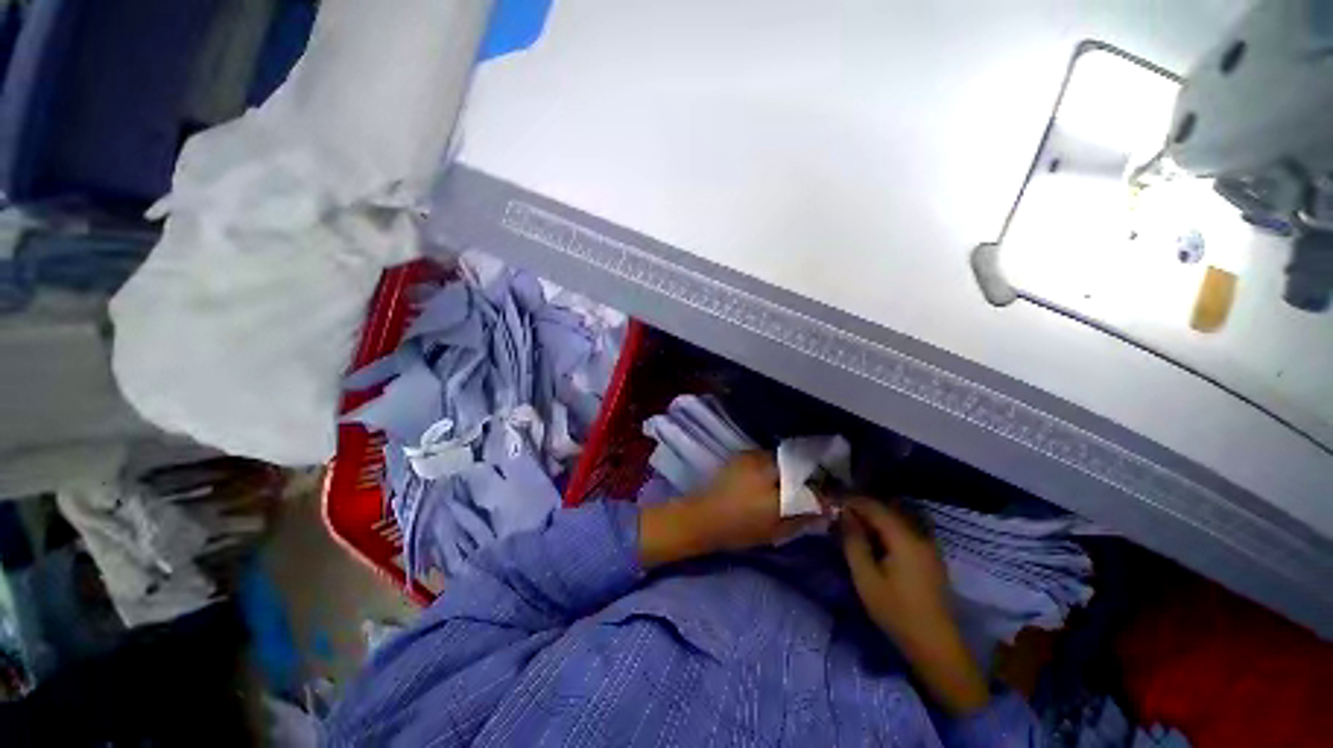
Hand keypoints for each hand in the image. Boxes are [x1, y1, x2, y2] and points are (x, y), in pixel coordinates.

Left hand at [639, 452, 824, 567]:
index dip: (825, 494)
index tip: (832, 498)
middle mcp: (768, 469)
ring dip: (794, 467)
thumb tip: (824, 510)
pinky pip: (769, 455)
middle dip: (812, 474)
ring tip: (796, 480)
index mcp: (776, 494)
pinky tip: (777, 474)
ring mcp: (754, 458)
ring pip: (785, 458)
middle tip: (816, 486)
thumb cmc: (738, 531)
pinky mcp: (743, 454)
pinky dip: (778, 463)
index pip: (811, 490)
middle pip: (800, 466)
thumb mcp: (774, 531)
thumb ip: (802, 518)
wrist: (701, 516)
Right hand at [841, 498, 989, 714]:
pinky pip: (904, 531)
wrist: (935, 644)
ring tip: (853, 528)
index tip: (832, 504)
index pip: (874, 507)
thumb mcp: (866, 577)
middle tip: (840, 516)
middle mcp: (919, 535)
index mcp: (904, 538)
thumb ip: (854, 542)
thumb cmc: (896, 611)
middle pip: (887, 510)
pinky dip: (886, 529)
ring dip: (874, 519)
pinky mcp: (930, 557)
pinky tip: (874, 542)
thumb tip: (845, 515)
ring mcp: (928, 546)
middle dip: (862, 509)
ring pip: (896, 520)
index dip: (852, 501)